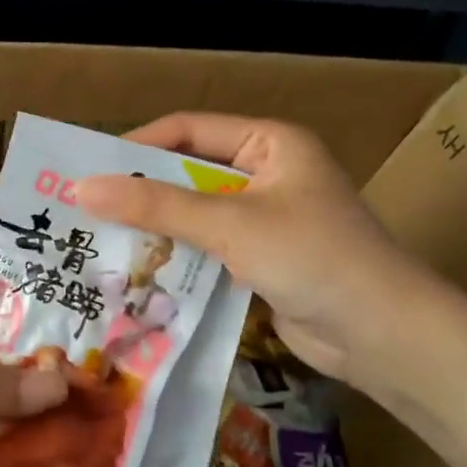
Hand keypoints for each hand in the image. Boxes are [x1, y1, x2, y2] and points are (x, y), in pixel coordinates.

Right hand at [75, 113, 438, 390]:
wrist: (385, 336)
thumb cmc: (314, 258)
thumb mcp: (230, 224)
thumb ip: (156, 205)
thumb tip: (81, 187)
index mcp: (270, 143)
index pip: (189, 130)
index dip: (137, 146)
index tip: (89, 169)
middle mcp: (266, 173)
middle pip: (188, 173)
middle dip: (141, 193)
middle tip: (85, 209)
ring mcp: (265, 219)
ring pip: (194, 215)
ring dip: (156, 229)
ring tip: (98, 241)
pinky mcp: (261, 259)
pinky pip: (207, 249)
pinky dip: (178, 258)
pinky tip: (137, 273)